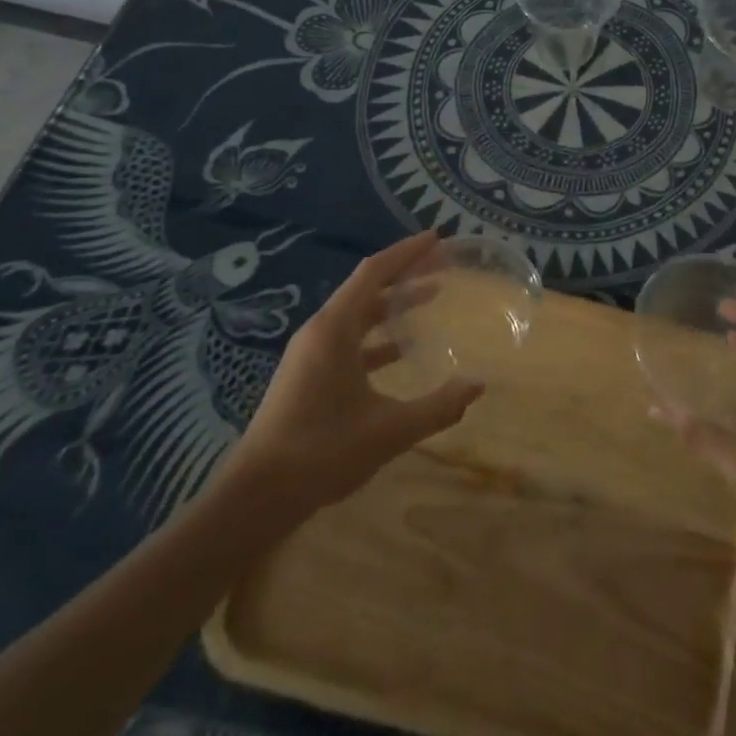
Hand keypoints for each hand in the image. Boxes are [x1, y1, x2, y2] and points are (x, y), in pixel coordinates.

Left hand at [224, 230, 484, 511]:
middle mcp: (320, 331)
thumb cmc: (323, 451)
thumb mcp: (391, 430)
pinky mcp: (308, 375)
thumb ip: (439, 407)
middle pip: (367, 287)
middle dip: (405, 273)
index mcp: (335, 330)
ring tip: (432, 296)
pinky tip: (402, 351)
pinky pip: (349, 339)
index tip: (437, 238)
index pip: (374, 272)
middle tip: (443, 264)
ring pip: (358, 314)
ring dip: (393, 303)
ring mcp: (310, 353)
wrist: (258, 496)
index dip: (407, 252)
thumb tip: (478, 386)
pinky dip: (378, 336)